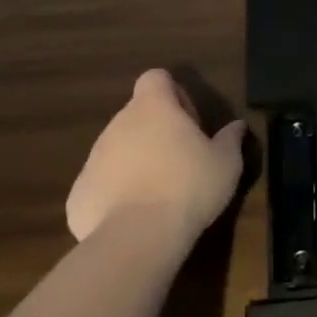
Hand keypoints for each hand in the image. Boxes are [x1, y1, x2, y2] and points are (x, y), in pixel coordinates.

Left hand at [66, 70, 246, 244]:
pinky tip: (135, 217)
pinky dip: (116, 194)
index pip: (155, 78)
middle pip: (136, 115)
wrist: (137, 238)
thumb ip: (230, 139)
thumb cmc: (189, 187)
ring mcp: (93, 158)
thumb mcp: (226, 163)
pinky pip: (101, 184)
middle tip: (181, 160)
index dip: (173, 93)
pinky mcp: (79, 193)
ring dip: (136, 162)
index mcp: (154, 108)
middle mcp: (118, 124)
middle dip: (156, 131)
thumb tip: (237, 126)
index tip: (189, 121)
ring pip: (117, 149)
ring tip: (159, 193)